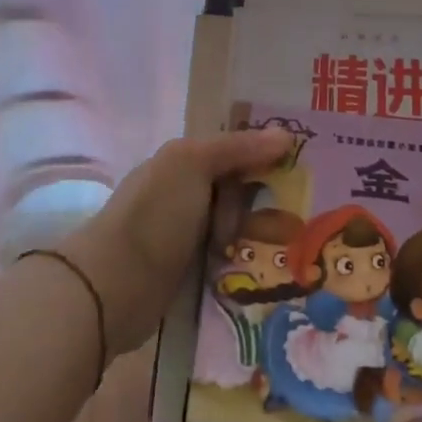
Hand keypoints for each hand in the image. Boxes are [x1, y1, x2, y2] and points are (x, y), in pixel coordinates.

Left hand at [63, 128, 293, 354]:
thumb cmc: (155, 216)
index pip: (236, 151)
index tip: (307, 172)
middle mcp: (185, 193)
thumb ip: (238, 148)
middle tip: (302, 221)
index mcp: (183, 162)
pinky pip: (227, 260)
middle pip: (240, 191)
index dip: (268, 158)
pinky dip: (245, 264)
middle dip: (269, 204)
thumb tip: (286, 135)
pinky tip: (270, 274)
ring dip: (260, 238)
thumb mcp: (193, 165)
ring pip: (237, 228)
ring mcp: (186, 235)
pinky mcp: (188, 273)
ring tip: (293, 253)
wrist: (114, 286)